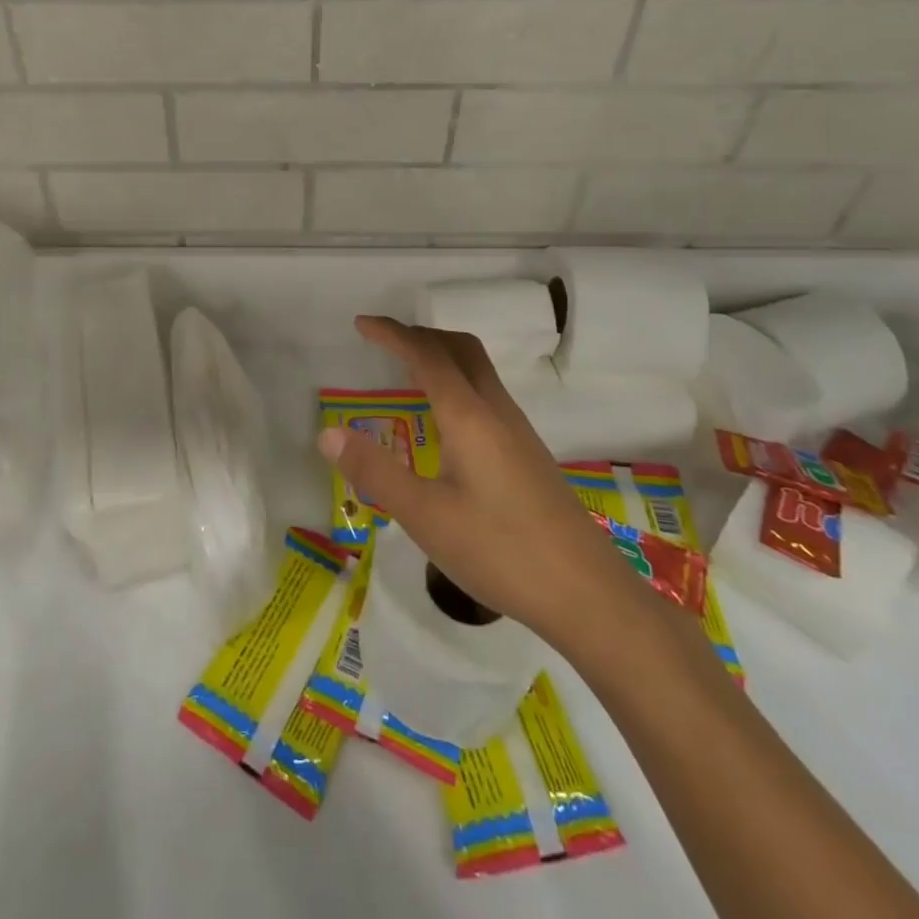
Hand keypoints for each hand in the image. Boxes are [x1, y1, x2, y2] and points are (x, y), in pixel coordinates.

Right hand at [320, 316, 641, 647]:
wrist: (589, 595)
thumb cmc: (501, 551)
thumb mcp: (425, 517)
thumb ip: (375, 472)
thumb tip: (328, 432)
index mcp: (469, 417)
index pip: (426, 356)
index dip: (392, 334)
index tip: (361, 323)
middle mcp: (496, 413)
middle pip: (460, 349)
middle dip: (420, 334)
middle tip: (385, 341)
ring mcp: (519, 433)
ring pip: (479, 370)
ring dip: (442, 356)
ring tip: (409, 371)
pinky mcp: (529, 456)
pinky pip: (487, 395)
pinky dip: (458, 382)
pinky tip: (447, 422)